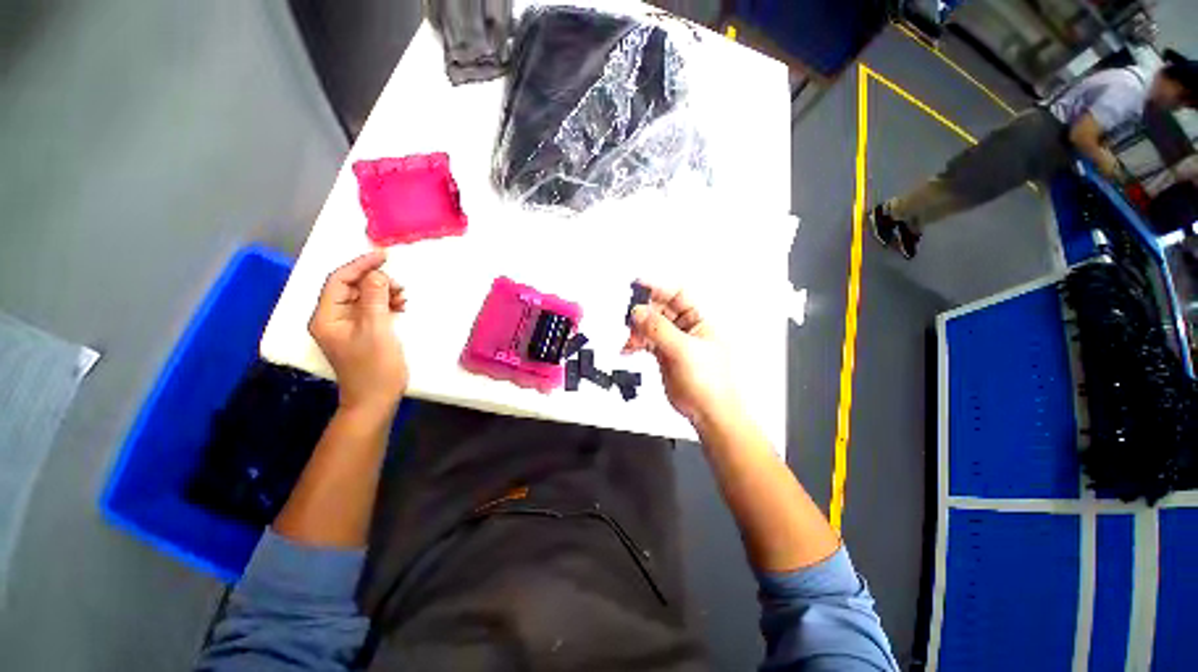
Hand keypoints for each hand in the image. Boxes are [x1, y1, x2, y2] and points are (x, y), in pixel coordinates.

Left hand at [309, 250, 407, 414]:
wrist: (375, 400)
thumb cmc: (375, 367)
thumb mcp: (377, 330)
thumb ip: (374, 298)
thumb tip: (376, 274)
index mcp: (326, 317)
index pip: (339, 280)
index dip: (360, 265)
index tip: (384, 256)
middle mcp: (331, 319)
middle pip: (350, 288)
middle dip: (375, 282)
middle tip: (400, 287)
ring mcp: (346, 327)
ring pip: (362, 298)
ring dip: (382, 293)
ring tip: (403, 298)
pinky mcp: (360, 334)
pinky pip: (370, 310)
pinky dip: (385, 305)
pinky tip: (399, 307)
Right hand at [623, 283, 739, 425]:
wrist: (708, 412)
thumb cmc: (709, 381)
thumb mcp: (684, 350)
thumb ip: (659, 329)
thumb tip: (638, 312)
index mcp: (699, 320)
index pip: (677, 294)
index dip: (658, 287)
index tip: (637, 285)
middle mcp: (686, 327)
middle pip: (660, 309)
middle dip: (643, 311)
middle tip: (627, 317)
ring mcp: (673, 341)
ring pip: (650, 325)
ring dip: (636, 329)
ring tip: (628, 339)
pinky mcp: (663, 354)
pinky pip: (646, 341)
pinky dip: (635, 343)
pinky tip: (627, 349)